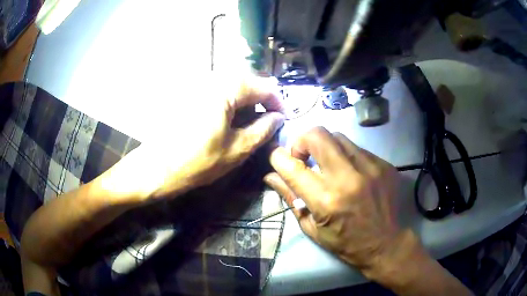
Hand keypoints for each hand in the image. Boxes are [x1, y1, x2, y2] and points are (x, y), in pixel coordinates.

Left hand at [100, 76, 284, 199]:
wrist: (154, 169)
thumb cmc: (195, 162)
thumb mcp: (236, 150)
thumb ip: (262, 130)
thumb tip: (278, 118)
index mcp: (225, 89)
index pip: (263, 86)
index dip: (278, 102)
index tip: (283, 119)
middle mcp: (211, 79)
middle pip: (248, 80)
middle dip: (262, 98)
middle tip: (269, 120)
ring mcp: (197, 85)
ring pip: (232, 84)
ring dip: (247, 99)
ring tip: (252, 121)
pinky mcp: (189, 93)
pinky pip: (217, 90)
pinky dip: (231, 101)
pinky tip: (231, 118)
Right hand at [264, 127, 414, 276]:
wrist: (386, 244)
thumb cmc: (345, 243)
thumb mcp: (312, 227)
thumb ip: (290, 198)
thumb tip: (270, 175)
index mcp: (326, 201)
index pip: (292, 166)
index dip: (278, 158)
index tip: (278, 159)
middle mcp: (348, 178)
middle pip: (317, 135)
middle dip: (302, 140)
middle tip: (305, 157)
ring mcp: (370, 168)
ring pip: (338, 137)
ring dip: (326, 147)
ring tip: (329, 165)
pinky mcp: (384, 165)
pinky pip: (358, 149)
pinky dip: (347, 156)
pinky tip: (351, 173)